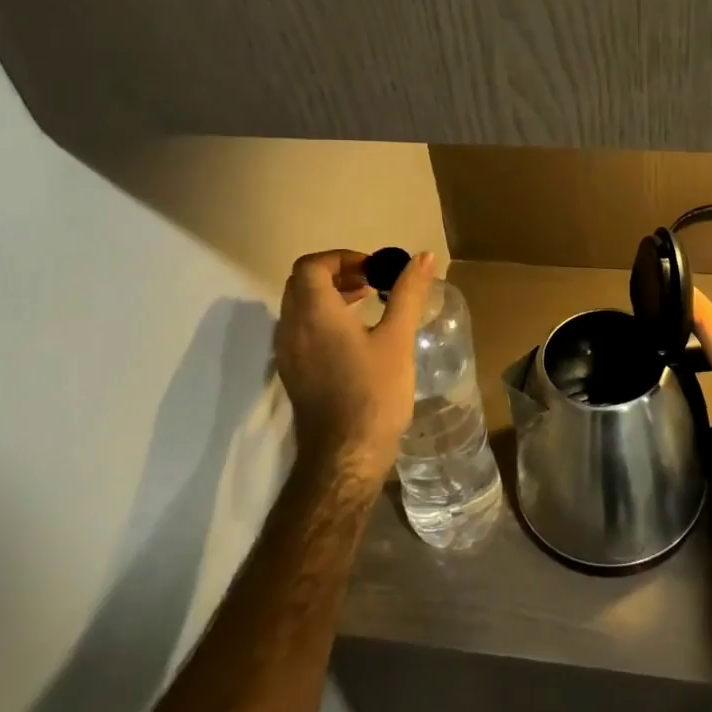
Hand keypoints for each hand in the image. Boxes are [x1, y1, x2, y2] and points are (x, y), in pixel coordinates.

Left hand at [274, 248, 435, 484]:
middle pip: (302, 282)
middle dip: (337, 273)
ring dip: (329, 295)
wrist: (345, 455)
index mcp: (314, 313)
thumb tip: (423, 257)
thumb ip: (408, 293)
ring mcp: (288, 353)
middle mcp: (292, 327)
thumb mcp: (397, 338)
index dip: (342, 258)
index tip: (374, 269)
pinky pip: (300, 329)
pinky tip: (355, 336)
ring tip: (366, 303)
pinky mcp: (293, 372)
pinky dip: (323, 317)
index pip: (313, 265)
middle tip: (372, 281)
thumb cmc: (374, 392)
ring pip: (299, 306)